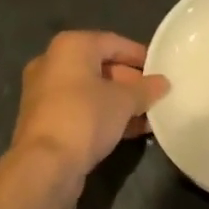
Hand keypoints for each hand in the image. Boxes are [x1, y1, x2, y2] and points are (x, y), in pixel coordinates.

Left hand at [10, 31, 168, 193]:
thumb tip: (163, 83)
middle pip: (101, 66)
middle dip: (131, 82)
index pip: (114, 43)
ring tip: (150, 115)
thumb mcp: (124, 101)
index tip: (161, 69)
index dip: (140, 55)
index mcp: (70, 47)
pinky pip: (82, 109)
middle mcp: (53, 63)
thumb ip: (146, 89)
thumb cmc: (85, 117)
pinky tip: (131, 130)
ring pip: (92, 91)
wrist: (45, 165)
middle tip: (156, 95)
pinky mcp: (45, 119)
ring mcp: (45, 92)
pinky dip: (104, 115)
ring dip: (120, 102)